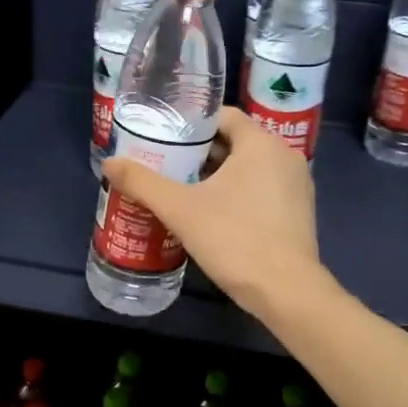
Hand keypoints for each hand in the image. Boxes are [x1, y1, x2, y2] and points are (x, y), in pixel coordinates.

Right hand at [101, 107, 323, 316]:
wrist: (286, 291)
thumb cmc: (234, 238)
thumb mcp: (180, 209)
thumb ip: (143, 182)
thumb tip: (109, 163)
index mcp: (261, 143)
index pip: (222, 116)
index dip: (191, 123)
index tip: (164, 138)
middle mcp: (285, 155)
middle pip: (234, 141)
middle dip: (199, 152)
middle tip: (166, 165)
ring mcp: (297, 184)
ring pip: (249, 166)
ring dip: (217, 174)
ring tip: (183, 189)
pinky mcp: (298, 210)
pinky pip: (262, 187)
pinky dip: (238, 191)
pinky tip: (212, 213)